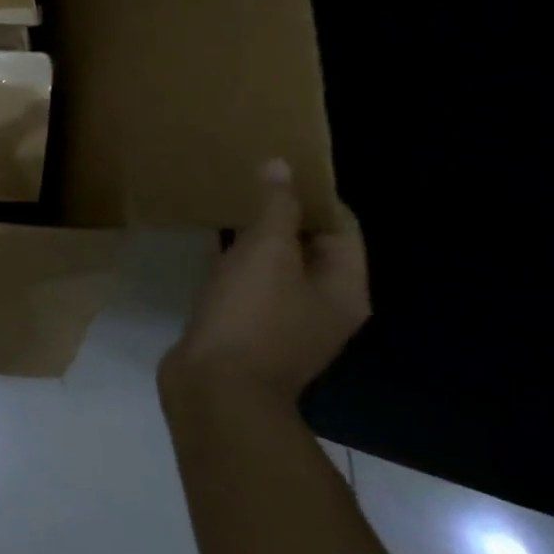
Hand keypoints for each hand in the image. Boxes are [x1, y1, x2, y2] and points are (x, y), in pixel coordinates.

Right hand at [164, 159, 368, 403]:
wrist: (217, 388)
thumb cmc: (251, 316)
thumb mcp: (265, 253)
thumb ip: (275, 208)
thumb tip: (281, 166)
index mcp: (343, 291)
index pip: (343, 230)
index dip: (315, 197)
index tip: (279, 169)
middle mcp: (324, 308)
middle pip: (311, 249)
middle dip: (283, 216)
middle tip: (247, 183)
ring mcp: (287, 323)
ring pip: (278, 268)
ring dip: (256, 240)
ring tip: (226, 208)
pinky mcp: (250, 331)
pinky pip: (250, 286)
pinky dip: (235, 263)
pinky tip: (210, 249)